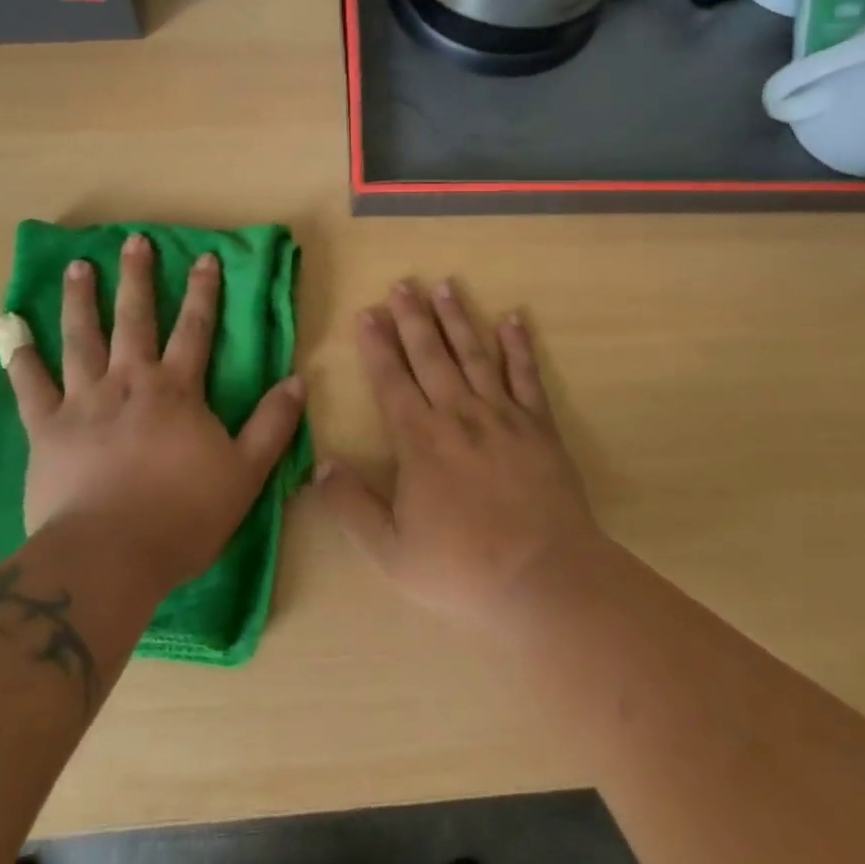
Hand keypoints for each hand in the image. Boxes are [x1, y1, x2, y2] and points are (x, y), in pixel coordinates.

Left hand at [0, 234, 303, 592]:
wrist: (109, 558)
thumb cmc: (182, 515)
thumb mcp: (245, 472)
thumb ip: (272, 424)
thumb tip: (298, 380)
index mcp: (176, 390)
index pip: (195, 329)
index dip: (203, 291)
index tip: (204, 256)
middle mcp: (129, 381)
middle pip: (135, 319)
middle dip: (138, 278)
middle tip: (133, 242)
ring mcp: (83, 401)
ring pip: (81, 338)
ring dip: (81, 300)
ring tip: (77, 266)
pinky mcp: (45, 428)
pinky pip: (29, 384)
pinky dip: (19, 355)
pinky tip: (10, 327)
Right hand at [314, 278, 604, 636]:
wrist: (545, 579)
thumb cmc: (463, 569)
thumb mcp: (391, 552)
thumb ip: (351, 507)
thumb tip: (319, 465)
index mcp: (420, 441)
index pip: (391, 381)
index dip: (377, 345)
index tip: (367, 312)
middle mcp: (458, 415)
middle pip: (430, 356)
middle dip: (412, 318)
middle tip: (402, 284)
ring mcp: (502, 415)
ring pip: (473, 355)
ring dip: (457, 318)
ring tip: (444, 286)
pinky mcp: (539, 425)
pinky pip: (527, 375)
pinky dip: (519, 345)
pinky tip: (513, 318)